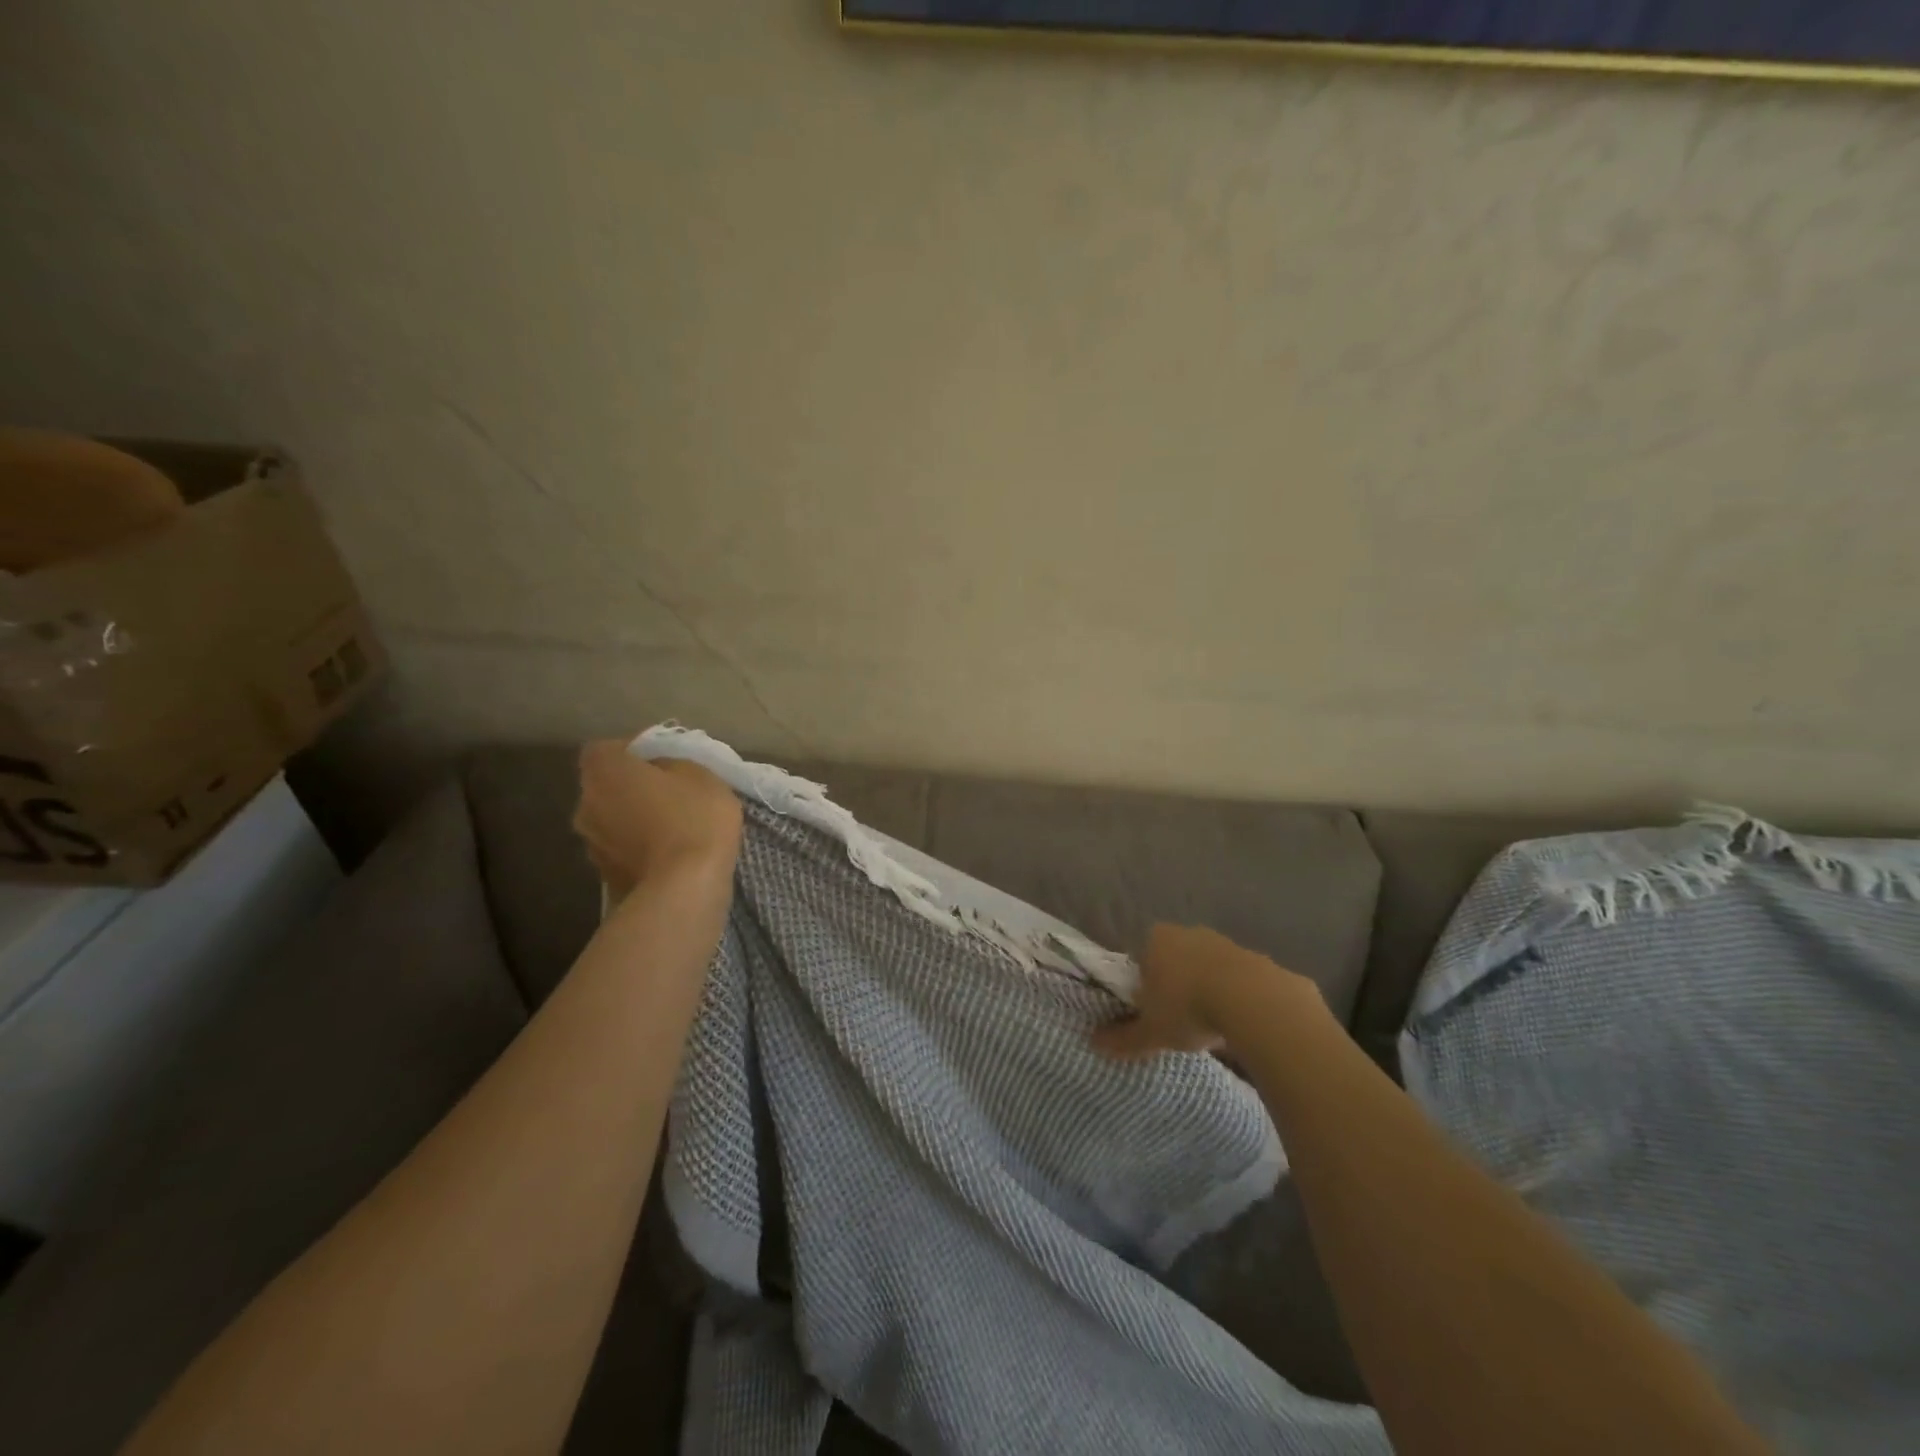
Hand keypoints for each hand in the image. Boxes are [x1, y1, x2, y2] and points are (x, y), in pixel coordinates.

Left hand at [573, 741, 742, 899]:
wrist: (685, 888)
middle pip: (605, 786)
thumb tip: (658, 770)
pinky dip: (637, 849)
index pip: (606, 749)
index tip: (661, 759)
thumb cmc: (694, 818)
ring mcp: (590, 844)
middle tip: (667, 793)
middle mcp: (585, 804)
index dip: (632, 751)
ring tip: (668, 828)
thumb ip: (671, 764)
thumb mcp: (700, 774)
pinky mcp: (603, 876)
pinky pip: (620, 850)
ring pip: (610, 820)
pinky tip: (666, 856)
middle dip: (630, 787)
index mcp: (604, 771)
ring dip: (631, 820)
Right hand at [1091, 924, 1320, 1060]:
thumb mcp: (1152, 1031)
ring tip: (1210, 1024)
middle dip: (1175, 985)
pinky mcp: (1255, 956)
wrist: (1254, 1001)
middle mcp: (1187, 932)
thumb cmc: (1188, 1008)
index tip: (1150, 1010)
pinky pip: (1237, 978)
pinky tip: (1238, 1021)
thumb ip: (1124, 1038)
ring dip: (1207, 989)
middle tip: (1178, 1019)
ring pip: (1206, 967)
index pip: (1140, 958)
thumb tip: (1094, 1044)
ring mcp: (1223, 941)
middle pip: (1174, 960)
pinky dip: (1235, 995)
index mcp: (1155, 940)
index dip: (1143, 985)